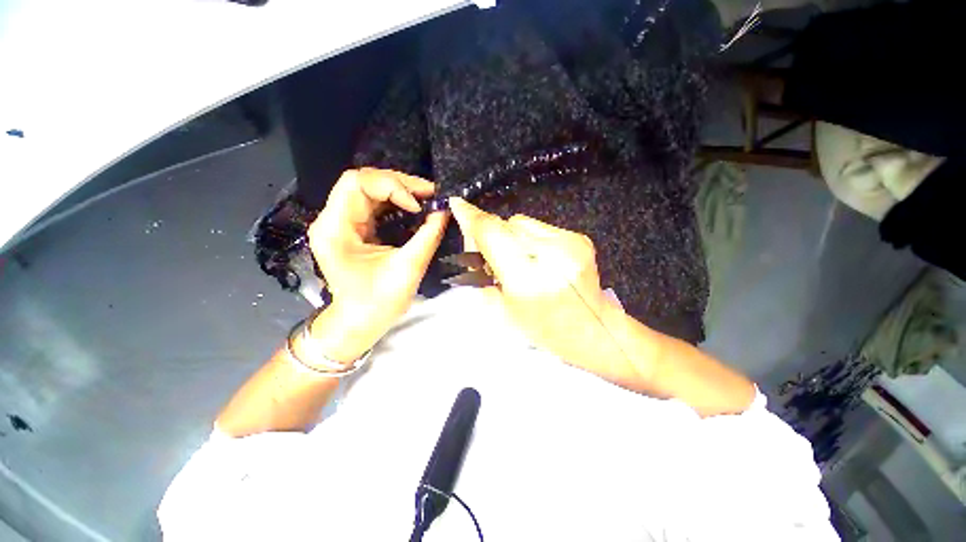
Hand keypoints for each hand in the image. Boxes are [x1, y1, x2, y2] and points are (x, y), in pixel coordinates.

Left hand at [306, 168, 447, 362]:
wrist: (360, 323)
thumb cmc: (378, 302)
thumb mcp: (407, 268)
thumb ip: (428, 236)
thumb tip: (444, 211)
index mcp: (335, 228)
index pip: (357, 183)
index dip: (391, 186)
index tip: (417, 206)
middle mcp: (333, 219)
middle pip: (363, 182)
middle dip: (399, 183)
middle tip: (430, 193)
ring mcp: (343, 223)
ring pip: (370, 190)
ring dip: (400, 190)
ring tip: (426, 197)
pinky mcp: (355, 230)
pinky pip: (375, 205)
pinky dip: (397, 202)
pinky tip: (415, 207)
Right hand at [448, 197, 639, 383]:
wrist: (591, 329)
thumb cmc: (541, 327)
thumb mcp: (502, 306)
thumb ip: (482, 269)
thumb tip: (473, 238)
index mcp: (526, 278)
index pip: (492, 234)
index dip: (472, 218)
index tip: (456, 203)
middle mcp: (549, 254)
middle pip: (507, 224)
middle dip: (494, 234)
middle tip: (495, 255)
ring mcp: (568, 243)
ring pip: (524, 222)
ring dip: (514, 236)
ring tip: (523, 259)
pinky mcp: (579, 238)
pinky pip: (542, 227)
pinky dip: (532, 238)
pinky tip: (541, 258)